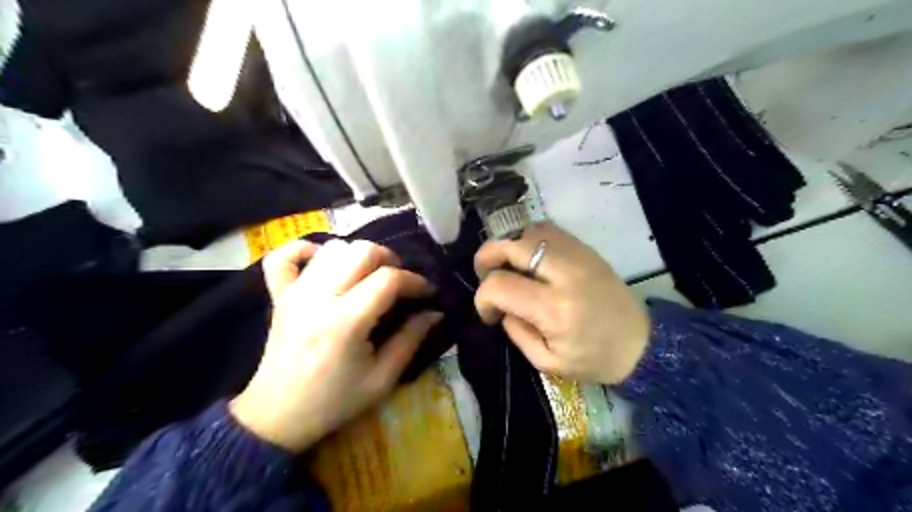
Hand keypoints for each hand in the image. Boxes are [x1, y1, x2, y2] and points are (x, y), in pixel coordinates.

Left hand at [229, 237, 441, 448]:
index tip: (428, 292)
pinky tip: (323, 262)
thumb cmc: (334, 401)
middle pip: (361, 251)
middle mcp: (319, 297)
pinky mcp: (278, 295)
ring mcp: (295, 293)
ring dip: (357, 254)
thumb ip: (411, 340)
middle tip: (399, 280)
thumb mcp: (382, 379)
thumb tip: (435, 312)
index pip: (388, 279)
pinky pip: (283, 256)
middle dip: (389, 259)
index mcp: (346, 322)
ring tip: (368, 275)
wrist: (277, 417)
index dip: (415, 280)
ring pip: (332, 248)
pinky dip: (305, 250)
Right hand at [477, 222, 646, 385]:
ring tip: (508, 266)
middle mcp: (564, 274)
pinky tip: (529, 259)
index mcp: (554, 309)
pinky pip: (548, 230)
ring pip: (528, 231)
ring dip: (508, 246)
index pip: (500, 285)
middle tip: (485, 275)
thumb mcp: (548, 363)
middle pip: (510, 245)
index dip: (482, 298)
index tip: (490, 313)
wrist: (642, 344)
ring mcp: (578, 256)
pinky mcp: (586, 249)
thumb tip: (502, 308)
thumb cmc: (595, 360)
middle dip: (486, 258)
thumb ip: (516, 333)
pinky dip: (529, 239)